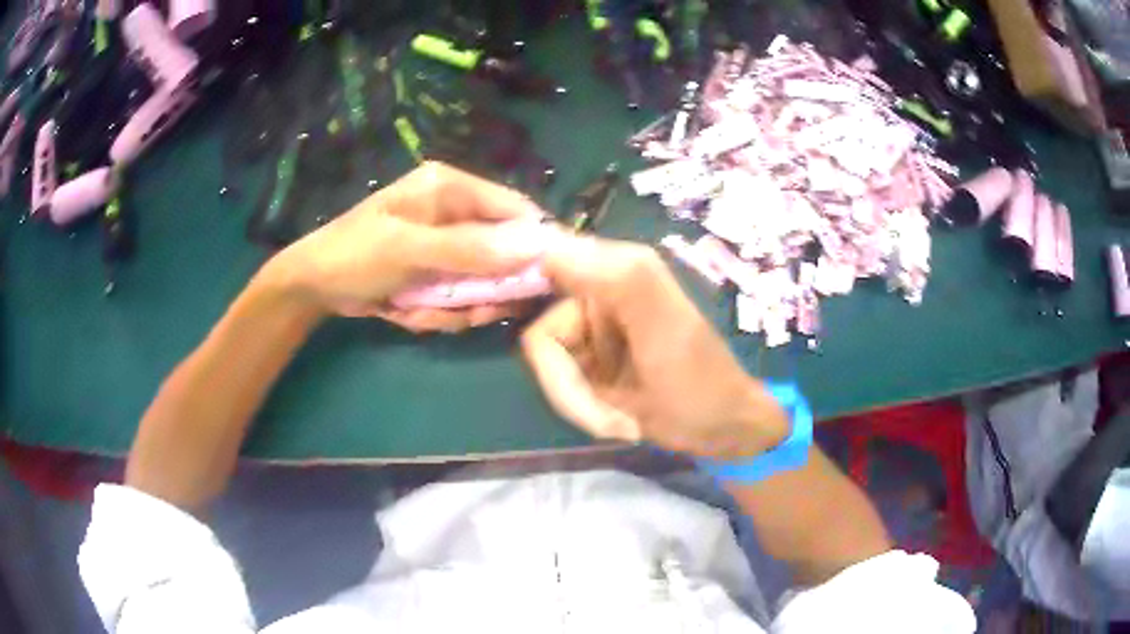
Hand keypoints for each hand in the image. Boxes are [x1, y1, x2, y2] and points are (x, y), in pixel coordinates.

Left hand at [263, 162, 548, 331]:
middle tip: (466, 311)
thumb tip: (534, 247)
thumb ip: (469, 250)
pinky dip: (437, 312)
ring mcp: (446, 244)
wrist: (312, 286)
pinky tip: (406, 312)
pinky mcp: (436, 271)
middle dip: (483, 289)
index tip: (540, 283)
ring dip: (456, 306)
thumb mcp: (408, 250)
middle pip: (501, 252)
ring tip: (420, 312)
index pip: (513, 209)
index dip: (533, 244)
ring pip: (481, 282)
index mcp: (450, 188)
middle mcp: (454, 211)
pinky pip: (457, 296)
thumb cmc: (354, 255)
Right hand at [522, 236, 788, 459]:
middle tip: (603, 416)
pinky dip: (584, 409)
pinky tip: (617, 421)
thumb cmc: (700, 380)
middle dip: (567, 384)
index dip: (522, 288)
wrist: (722, 431)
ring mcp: (591, 333)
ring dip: (578, 402)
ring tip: (617, 422)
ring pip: (547, 366)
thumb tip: (544, 242)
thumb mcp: (661, 325)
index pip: (543, 261)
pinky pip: (561, 384)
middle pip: (541, 334)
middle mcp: (596, 293)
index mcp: (617, 269)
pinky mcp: (590, 364)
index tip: (511, 329)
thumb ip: (612, 277)